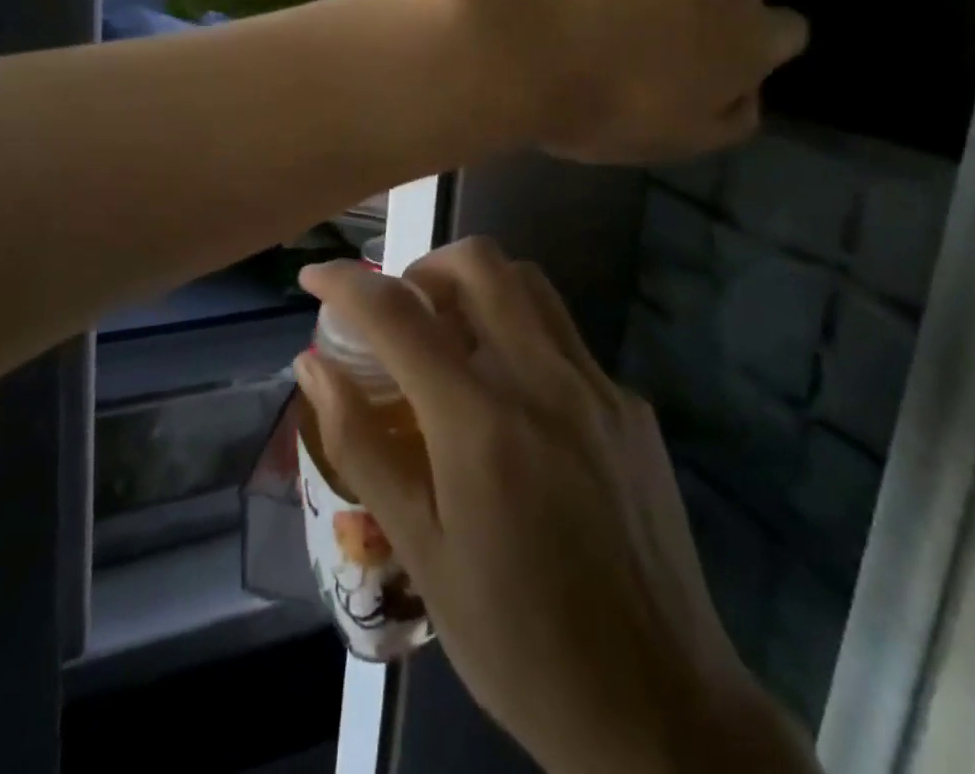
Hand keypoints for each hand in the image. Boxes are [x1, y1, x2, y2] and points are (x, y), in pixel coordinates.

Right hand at [296, 240, 816, 773]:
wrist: (660, 710)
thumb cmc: (519, 642)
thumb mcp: (422, 552)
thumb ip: (362, 445)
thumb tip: (314, 365)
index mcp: (481, 423)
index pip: (398, 315)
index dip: (345, 282)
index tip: (313, 276)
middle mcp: (544, 381)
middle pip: (478, 263)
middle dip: (423, 268)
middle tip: (399, 312)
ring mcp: (598, 386)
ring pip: (528, 284)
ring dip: (476, 287)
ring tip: (450, 338)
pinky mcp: (632, 405)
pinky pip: (565, 336)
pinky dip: (521, 333)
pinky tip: (513, 399)